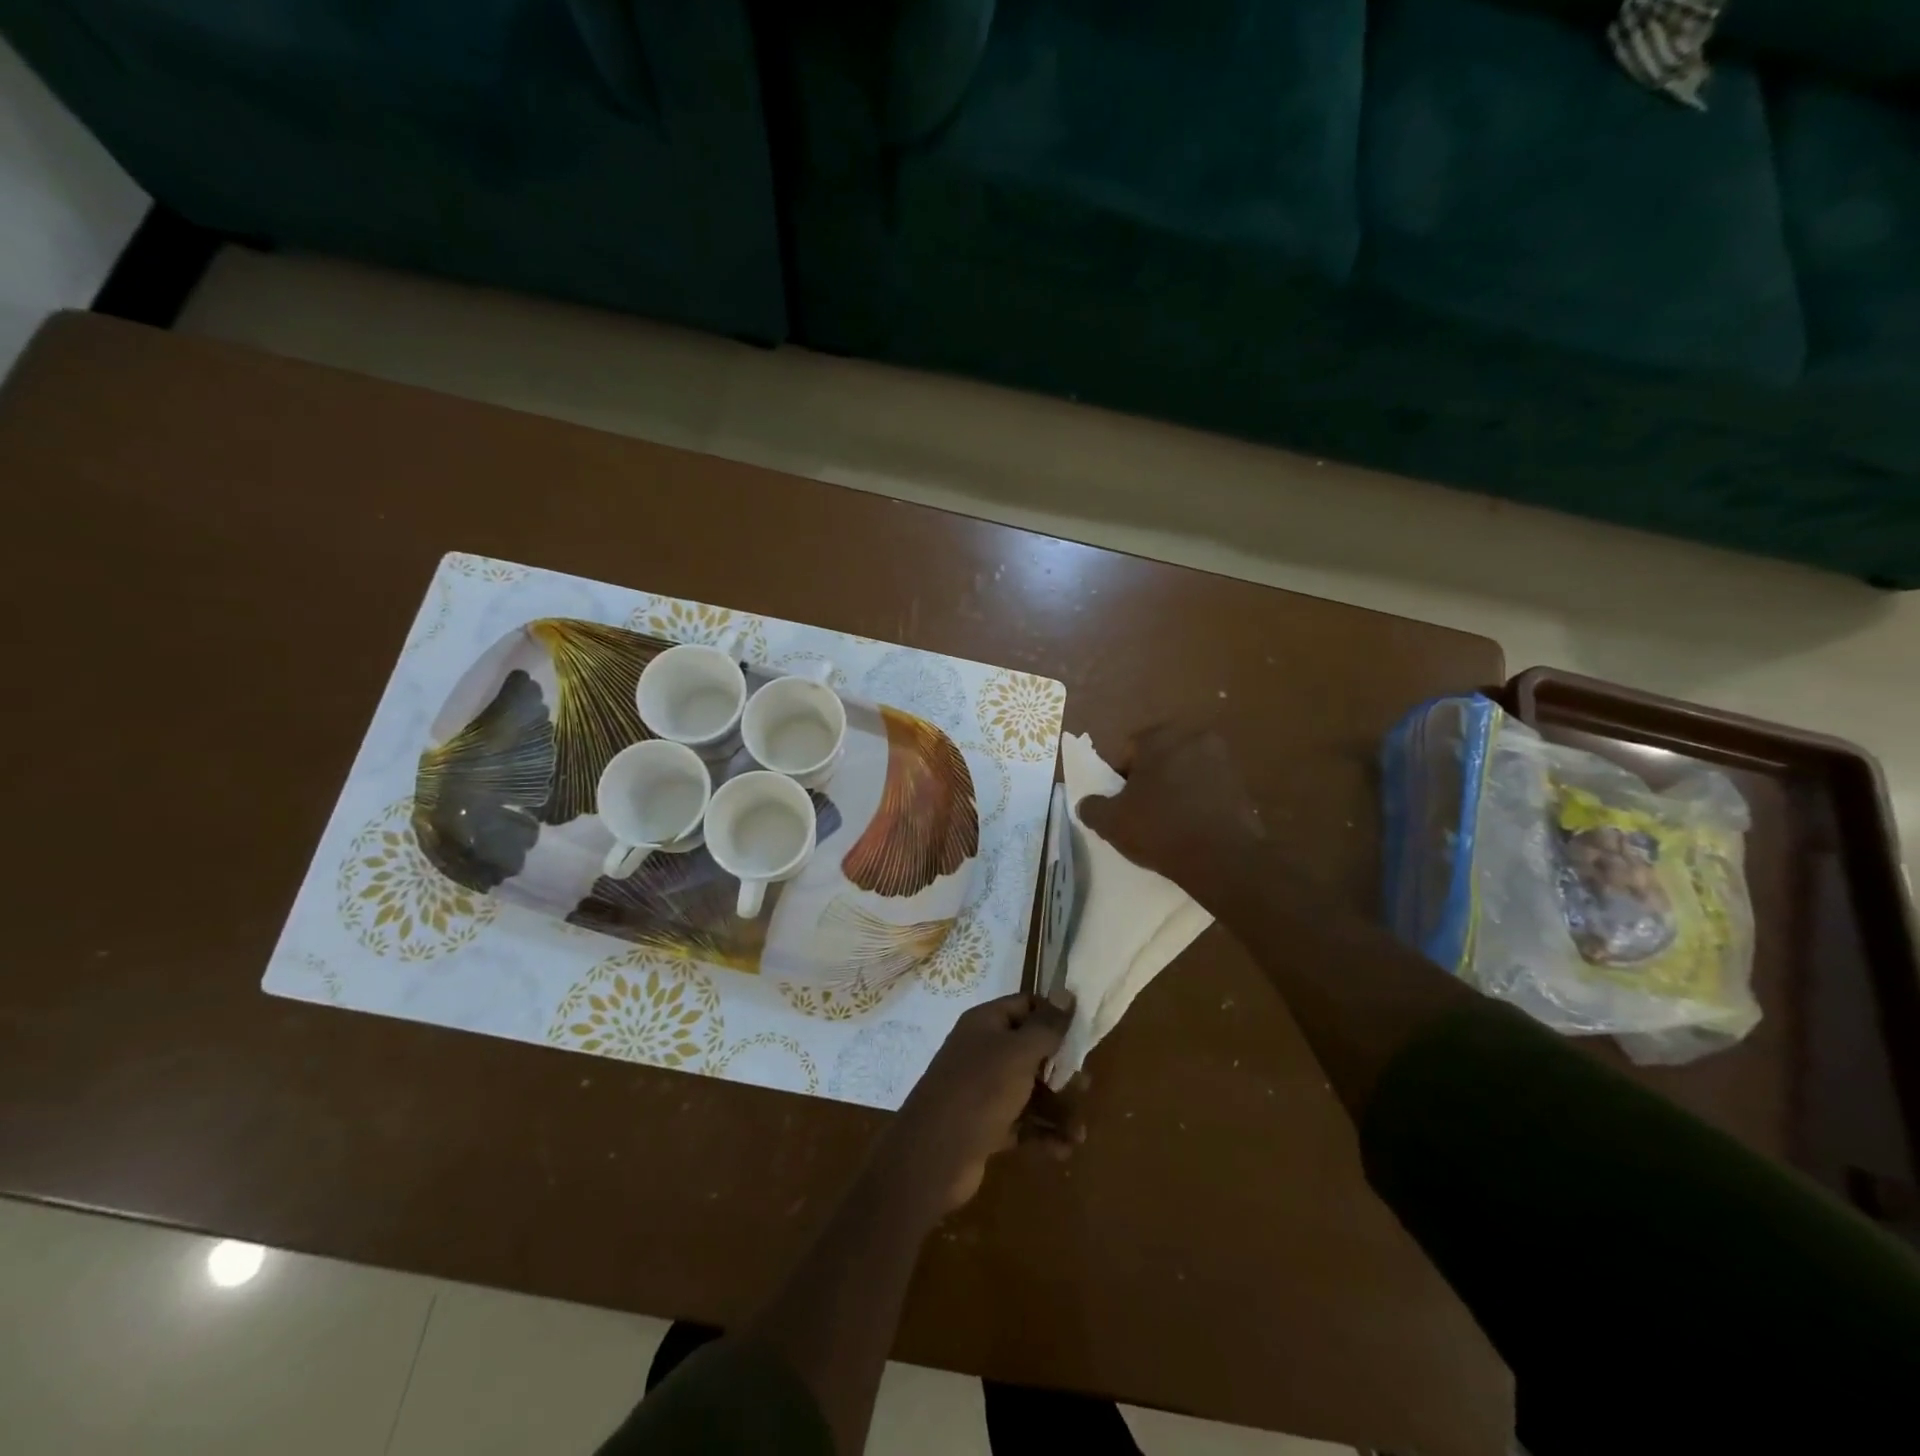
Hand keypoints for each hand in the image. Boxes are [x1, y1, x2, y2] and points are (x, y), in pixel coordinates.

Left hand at [875, 993, 1079, 1219]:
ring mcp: (984, 1090)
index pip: (1026, 1006)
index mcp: (986, 1023)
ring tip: (1079, 1134)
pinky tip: (1064, 1149)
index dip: (1054, 1017)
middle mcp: (984, 1051)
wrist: (933, 1155)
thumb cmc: (979, 1090)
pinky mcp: (987, 1125)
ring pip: (1031, 1091)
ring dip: (1058, 1110)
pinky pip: (1023, 1122)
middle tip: (1086, 1086)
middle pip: (1032, 1051)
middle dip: (1062, 1070)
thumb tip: (1067, 991)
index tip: (1084, 1033)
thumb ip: (1046, 1026)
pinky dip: (1043, 1134)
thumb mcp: (1018, 1053)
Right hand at [1078, 723, 1265, 907]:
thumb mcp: (1111, 822)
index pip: (1129, 751)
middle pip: (1160, 758)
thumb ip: (1092, 807)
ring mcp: (1223, 760)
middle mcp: (1194, 738)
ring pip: (1186, 772)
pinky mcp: (1243, 784)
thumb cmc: (1160, 829)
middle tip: (1142, 812)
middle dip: (1150, 780)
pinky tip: (1193, 828)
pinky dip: (1199, 802)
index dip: (1120, 779)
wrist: (1223, 859)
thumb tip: (1087, 804)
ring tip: (1169, 823)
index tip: (1122, 805)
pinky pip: (1209, 789)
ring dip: (1176, 790)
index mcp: (1160, 737)